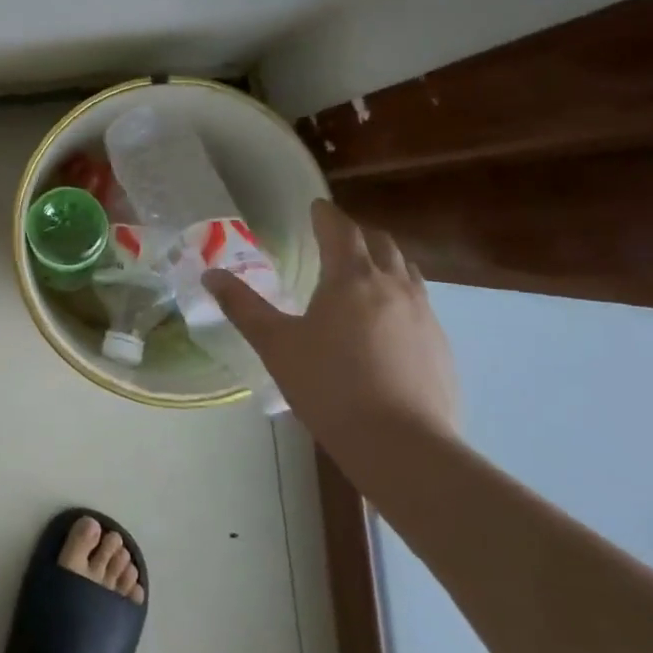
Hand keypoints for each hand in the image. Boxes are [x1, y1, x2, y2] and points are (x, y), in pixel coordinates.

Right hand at [205, 199, 459, 453]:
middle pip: (380, 243)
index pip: (340, 229)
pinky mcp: (441, 346)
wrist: (402, 445)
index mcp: (350, 278)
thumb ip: (242, 306)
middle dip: (357, 234)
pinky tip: (387, 324)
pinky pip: (420, 304)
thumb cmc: (328, 386)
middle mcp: (392, 285)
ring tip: (365, 273)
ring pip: (407, 271)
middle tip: (336, 239)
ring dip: (384, 262)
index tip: (316, 207)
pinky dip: (400, 296)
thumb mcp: (275, 344)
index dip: (325, 214)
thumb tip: (210, 275)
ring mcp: (424, 315)